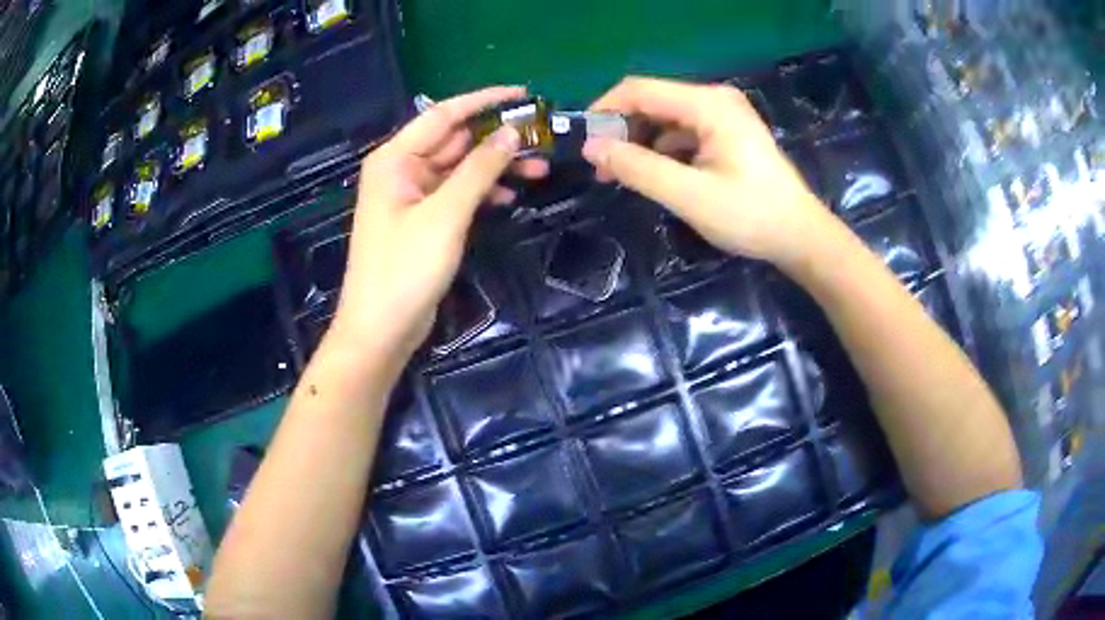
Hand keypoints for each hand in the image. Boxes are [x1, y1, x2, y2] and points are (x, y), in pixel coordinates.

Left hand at [331, 86, 547, 361]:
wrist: (381, 328)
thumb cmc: (404, 268)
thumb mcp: (445, 215)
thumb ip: (479, 170)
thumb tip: (511, 133)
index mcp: (396, 158)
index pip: (445, 114)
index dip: (484, 101)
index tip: (523, 95)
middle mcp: (403, 169)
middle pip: (455, 141)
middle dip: (497, 139)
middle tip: (541, 140)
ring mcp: (414, 196)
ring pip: (461, 168)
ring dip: (496, 168)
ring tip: (539, 171)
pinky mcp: (425, 220)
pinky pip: (458, 194)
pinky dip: (484, 193)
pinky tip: (511, 198)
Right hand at [583, 77, 832, 266]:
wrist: (801, 237)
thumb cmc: (751, 216)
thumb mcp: (689, 195)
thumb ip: (638, 168)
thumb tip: (591, 147)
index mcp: (708, 104)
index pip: (639, 90)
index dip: (605, 111)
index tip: (583, 143)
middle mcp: (715, 100)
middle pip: (652, 102)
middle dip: (622, 131)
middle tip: (601, 169)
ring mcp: (724, 116)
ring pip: (666, 119)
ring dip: (640, 143)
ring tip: (622, 177)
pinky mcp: (727, 134)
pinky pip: (683, 133)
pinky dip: (663, 151)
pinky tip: (654, 175)